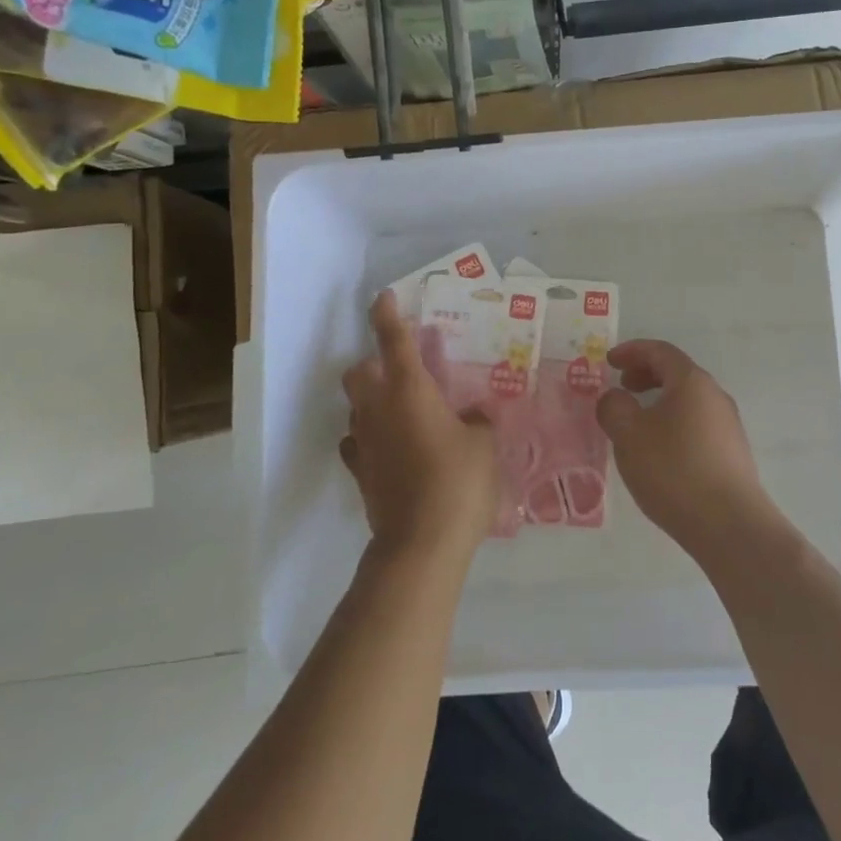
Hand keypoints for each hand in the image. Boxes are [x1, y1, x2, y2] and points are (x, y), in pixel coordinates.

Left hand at [341, 291, 496, 564]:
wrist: (421, 543)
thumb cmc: (458, 482)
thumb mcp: (484, 445)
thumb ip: (477, 422)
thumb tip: (471, 416)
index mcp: (410, 390)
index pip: (393, 340)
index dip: (387, 315)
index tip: (384, 297)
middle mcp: (379, 409)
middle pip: (359, 372)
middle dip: (374, 365)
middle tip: (404, 374)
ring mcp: (364, 442)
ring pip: (357, 407)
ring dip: (374, 402)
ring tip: (405, 414)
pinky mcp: (360, 473)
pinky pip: (358, 444)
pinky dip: (371, 439)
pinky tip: (392, 449)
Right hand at [595, 340, 773, 557]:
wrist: (729, 524)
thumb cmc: (673, 469)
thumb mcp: (629, 435)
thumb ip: (614, 407)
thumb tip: (616, 397)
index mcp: (692, 382)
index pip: (661, 351)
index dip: (632, 351)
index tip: (609, 361)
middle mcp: (715, 396)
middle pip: (677, 374)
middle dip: (646, 375)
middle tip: (622, 387)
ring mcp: (728, 426)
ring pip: (687, 401)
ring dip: (659, 403)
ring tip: (635, 424)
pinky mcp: (731, 453)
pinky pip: (696, 425)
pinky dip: (672, 424)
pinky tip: (659, 452)